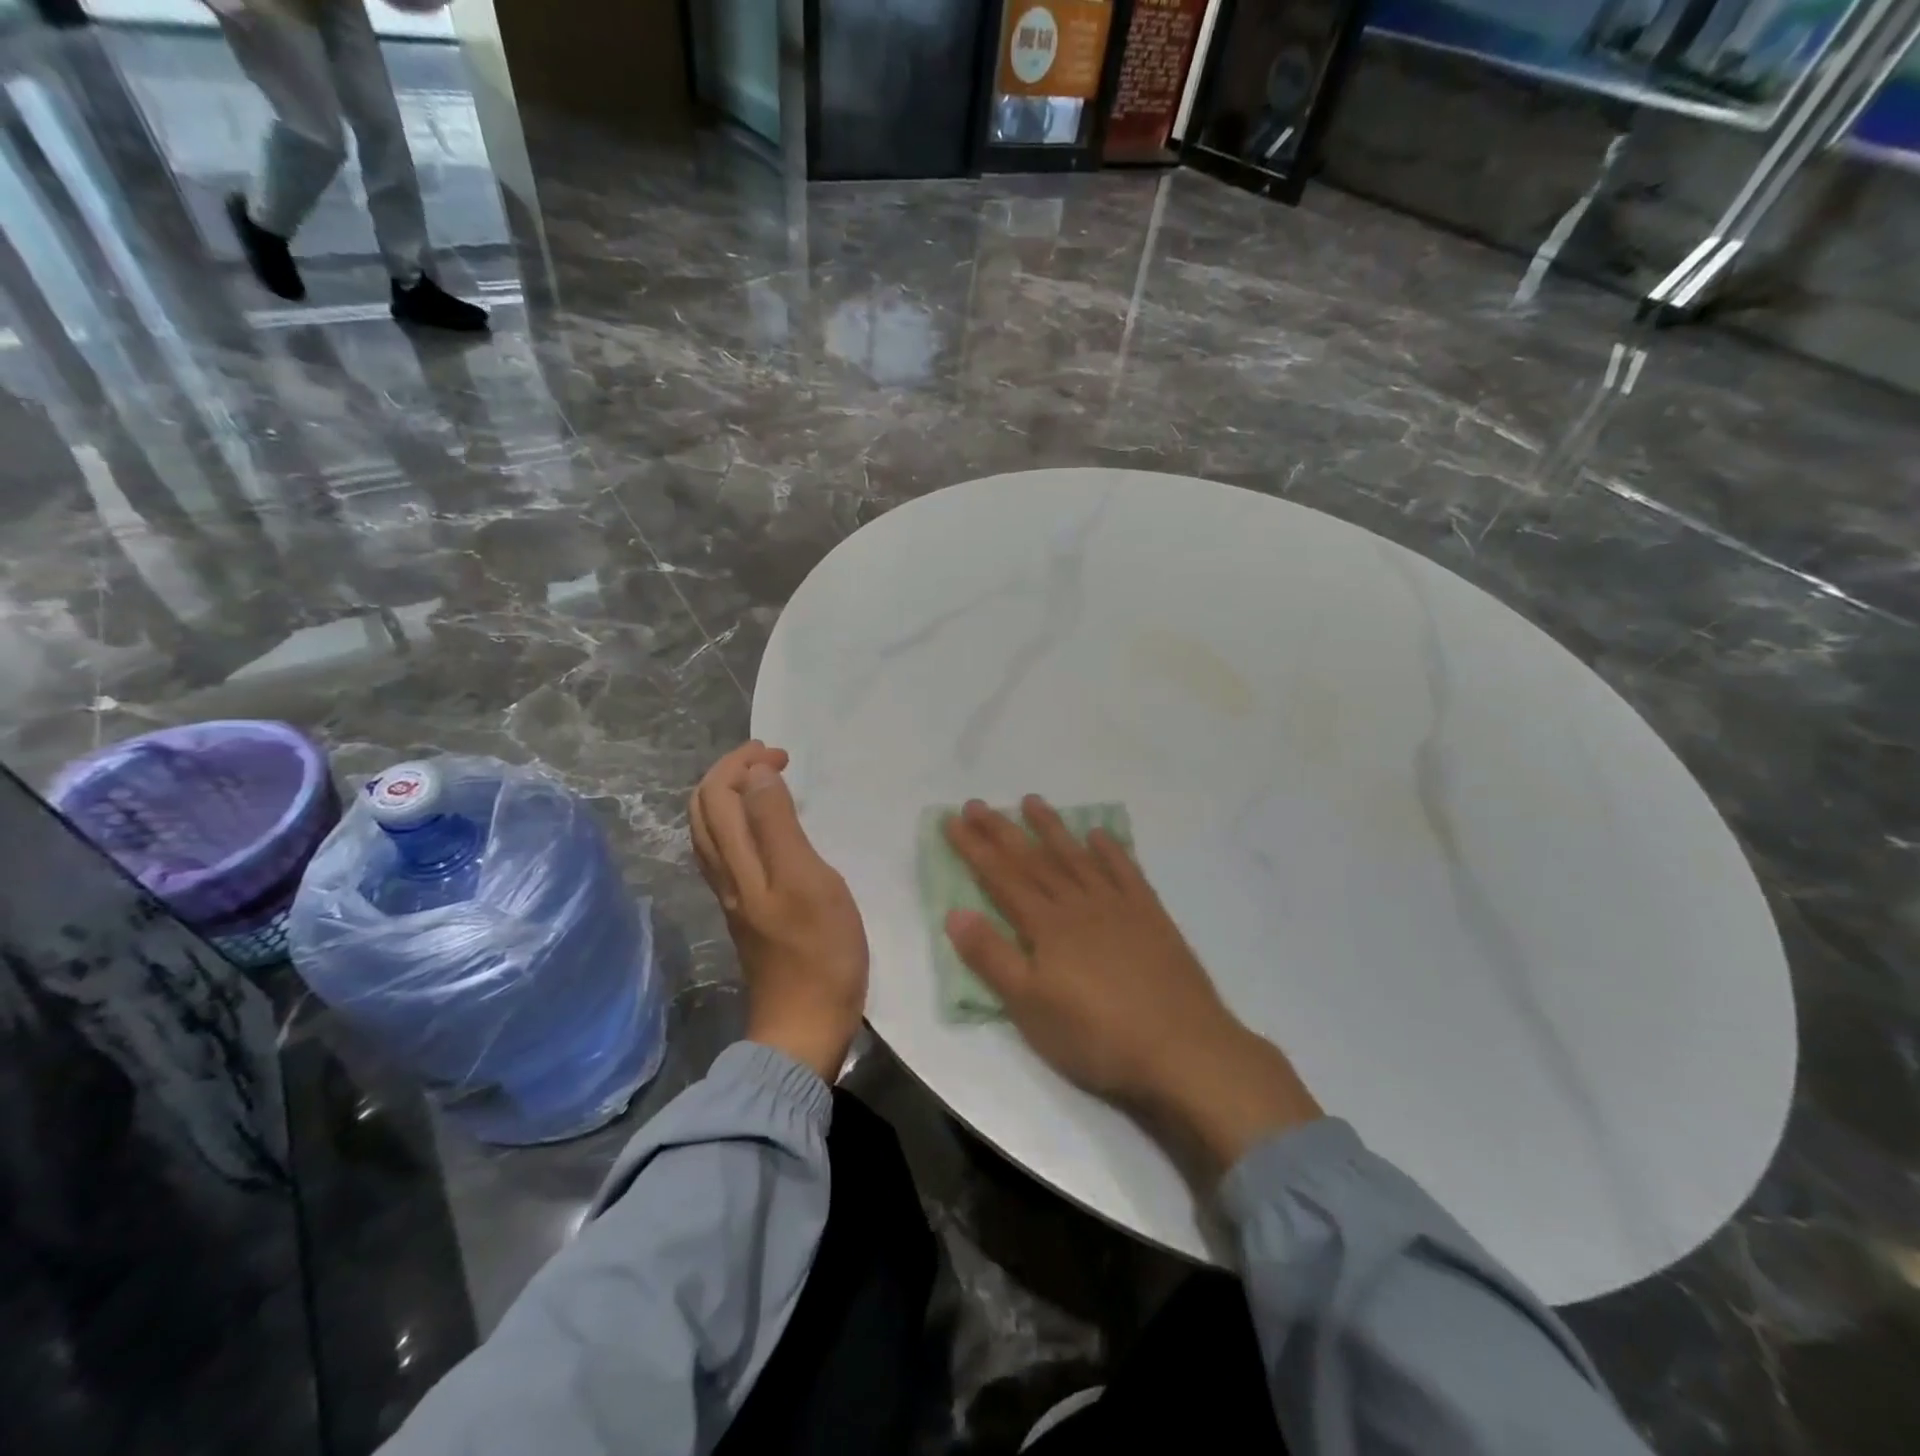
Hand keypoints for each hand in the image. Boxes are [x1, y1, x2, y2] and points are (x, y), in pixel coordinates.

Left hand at [690, 743, 867, 1082]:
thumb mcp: (809, 881)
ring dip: (729, 797)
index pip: (717, 795)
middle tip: (771, 758)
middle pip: (704, 811)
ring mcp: (734, 896)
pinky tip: (763, 829)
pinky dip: (736, 824)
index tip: (782, 755)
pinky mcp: (747, 912)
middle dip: (729, 773)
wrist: (806, 1025)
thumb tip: (757, 774)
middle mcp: (726, 875)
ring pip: (710, 833)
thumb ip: (779, 826)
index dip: (742, 764)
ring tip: (765, 782)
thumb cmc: (820, 951)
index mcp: (739, 863)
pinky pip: (726, 853)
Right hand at [943, 797, 1321, 1174]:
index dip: (975, 848)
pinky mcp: (1151, 916)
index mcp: (1047, 926)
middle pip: (1034, 860)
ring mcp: (1118, 906)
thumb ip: (992, 957)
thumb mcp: (1030, 1007)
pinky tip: (1099, 834)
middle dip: (1002, 830)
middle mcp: (1079, 904)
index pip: (1001, 878)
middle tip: (977, 803)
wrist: (1181, 1048)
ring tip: (1032, 801)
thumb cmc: (1096, 1035)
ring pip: (1077, 857)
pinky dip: (1111, 850)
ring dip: (1052, 828)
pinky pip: (1126, 871)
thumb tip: (954, 911)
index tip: (953, 820)